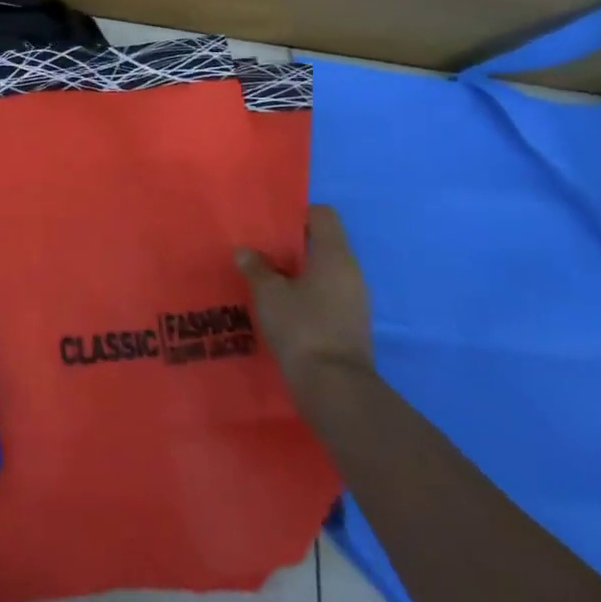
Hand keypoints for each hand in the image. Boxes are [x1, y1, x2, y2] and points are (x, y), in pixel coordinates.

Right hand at [236, 205, 374, 397]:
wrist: (334, 386)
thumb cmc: (301, 327)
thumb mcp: (268, 293)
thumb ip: (256, 268)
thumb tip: (246, 252)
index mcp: (334, 256)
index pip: (323, 216)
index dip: (297, 215)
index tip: (269, 225)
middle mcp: (351, 273)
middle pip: (321, 245)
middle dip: (290, 247)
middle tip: (258, 252)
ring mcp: (354, 301)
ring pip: (322, 273)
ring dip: (295, 274)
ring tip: (263, 281)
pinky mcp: (349, 324)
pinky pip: (324, 297)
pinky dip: (303, 296)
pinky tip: (278, 308)